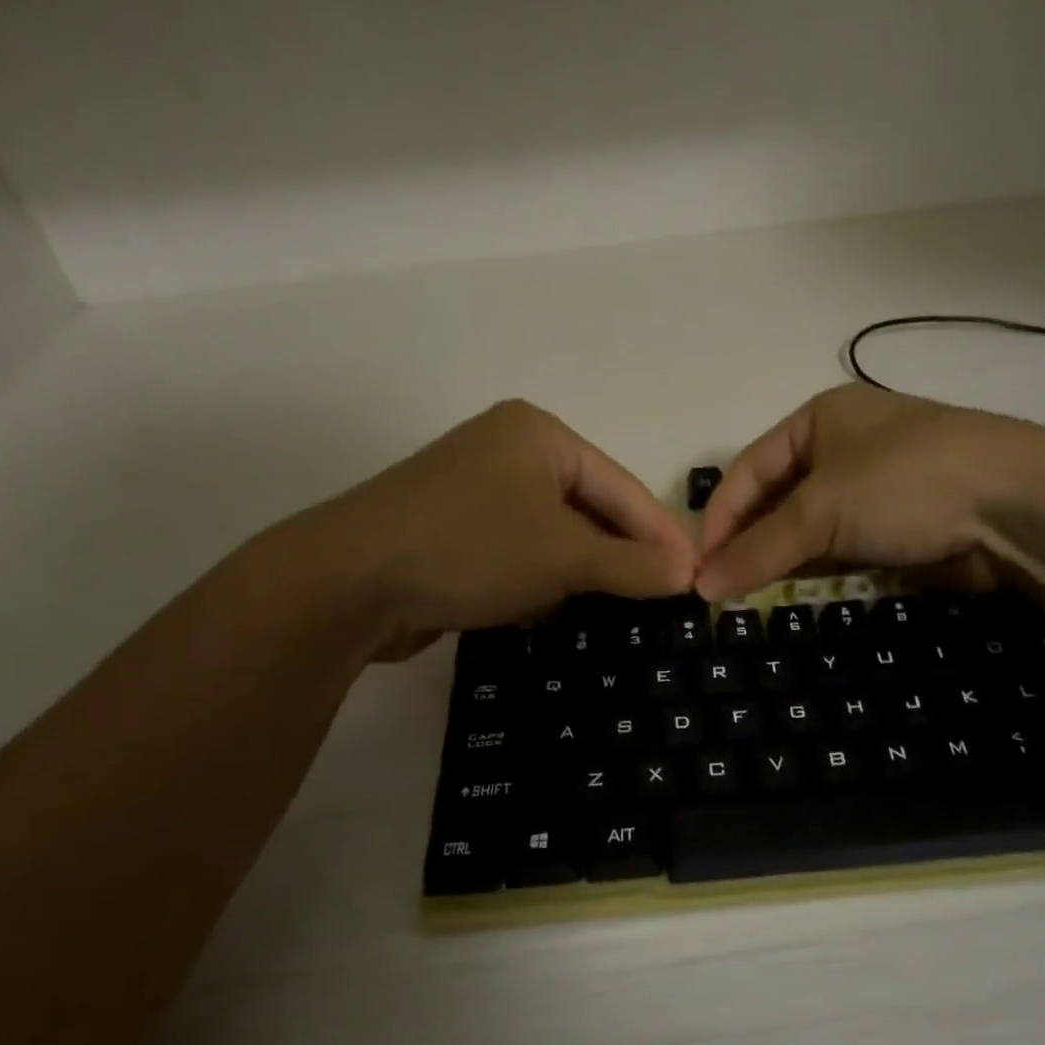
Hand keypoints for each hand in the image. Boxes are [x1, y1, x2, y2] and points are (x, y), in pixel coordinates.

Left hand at [292, 400, 696, 656]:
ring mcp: (476, 493)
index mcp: (538, 435)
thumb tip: (688, 574)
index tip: (697, 576)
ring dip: (582, 572)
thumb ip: (630, 564)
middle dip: (621, 555)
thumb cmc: (470, 549)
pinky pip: (519, 553)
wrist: (347, 583)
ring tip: (620, 608)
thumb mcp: (563, 556)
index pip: (621, 486)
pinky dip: (541, 580)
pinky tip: (553, 609)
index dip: (662, 535)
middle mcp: (507, 453)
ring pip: (554, 535)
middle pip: (588, 508)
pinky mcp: (454, 532)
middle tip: (663, 596)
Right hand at [695, 385, 1044, 599]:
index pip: (748, 470)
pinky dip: (809, 571)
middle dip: (745, 542)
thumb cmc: (906, 483)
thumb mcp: (822, 509)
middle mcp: (840, 450)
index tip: (698, 565)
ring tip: (742, 598)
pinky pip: (834, 551)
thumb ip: (759, 549)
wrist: (1015, 509)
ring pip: (803, 530)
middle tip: (716, 588)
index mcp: (818, 420)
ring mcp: (868, 492)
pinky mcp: (890, 531)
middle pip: (773, 500)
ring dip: (775, 560)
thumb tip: (700, 587)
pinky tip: (786, 593)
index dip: (719, 517)